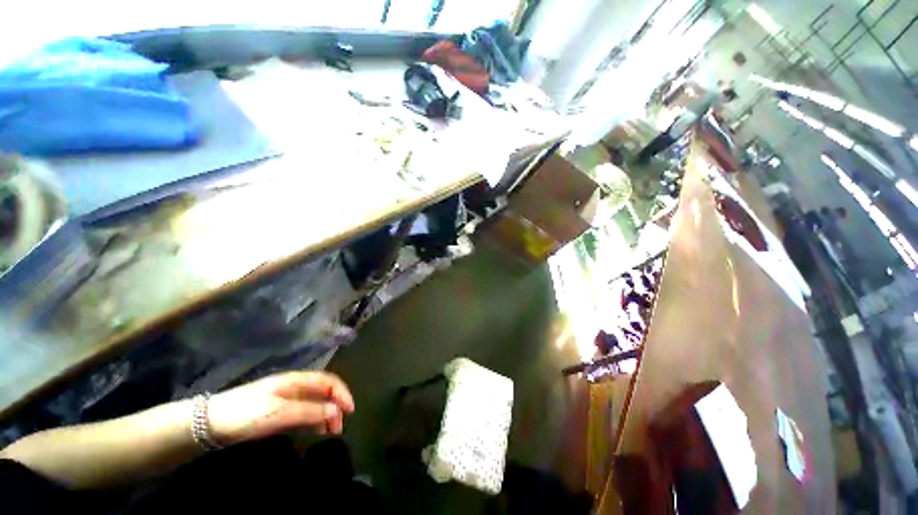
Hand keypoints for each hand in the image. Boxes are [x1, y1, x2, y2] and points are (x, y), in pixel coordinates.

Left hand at [206, 371, 354, 445]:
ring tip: (330, 432)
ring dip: (325, 415)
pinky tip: (314, 431)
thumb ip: (310, 411)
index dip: (342, 393)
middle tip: (339, 427)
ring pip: (314, 403)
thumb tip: (337, 411)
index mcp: (296, 381)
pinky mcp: (276, 413)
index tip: (350, 411)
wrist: (209, 424)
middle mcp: (294, 387)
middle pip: (323, 392)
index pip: (328, 381)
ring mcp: (285, 400)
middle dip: (335, 406)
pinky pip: (302, 413)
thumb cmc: (247, 413)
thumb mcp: (280, 413)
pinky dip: (312, 421)